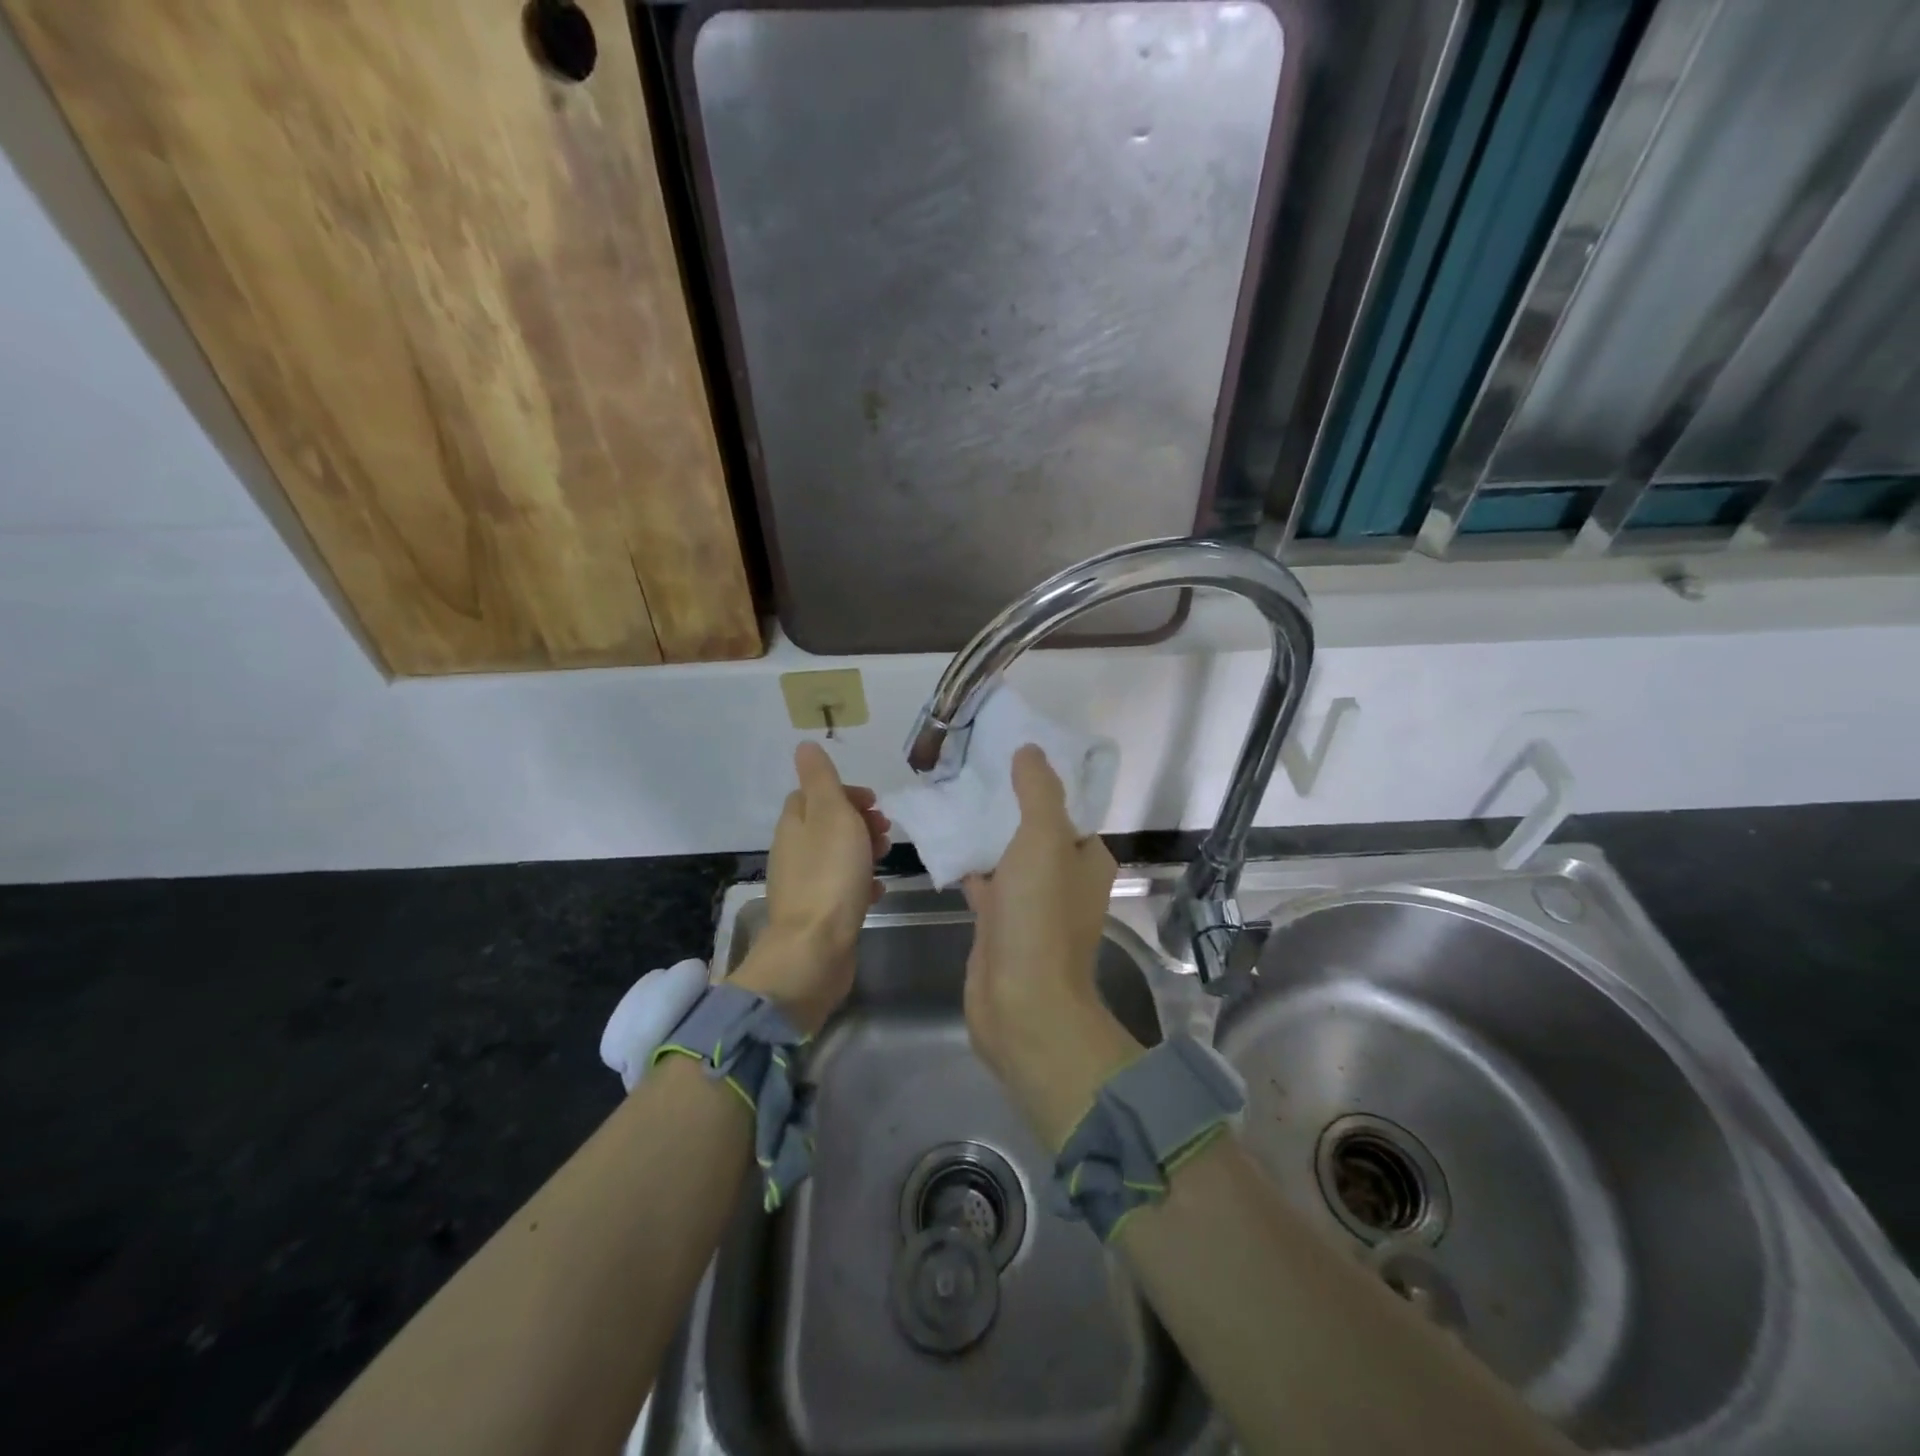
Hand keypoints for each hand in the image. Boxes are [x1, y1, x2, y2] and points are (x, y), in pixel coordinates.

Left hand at [732, 742, 888, 1033]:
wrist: (816, 949)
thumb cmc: (829, 875)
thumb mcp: (830, 815)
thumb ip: (821, 779)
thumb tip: (804, 745)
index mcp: (794, 825)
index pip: (812, 794)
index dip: (844, 792)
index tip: (874, 802)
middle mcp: (793, 852)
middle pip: (826, 824)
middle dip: (858, 821)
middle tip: (885, 830)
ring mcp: (804, 885)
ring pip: (836, 855)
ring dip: (862, 850)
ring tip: (886, 857)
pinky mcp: (818, 914)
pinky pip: (841, 888)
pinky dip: (860, 883)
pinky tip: (877, 891)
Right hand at [962, 745, 1140, 1148]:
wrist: (1021, 1003)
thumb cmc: (1040, 916)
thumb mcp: (1044, 839)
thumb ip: (1037, 791)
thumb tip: (1030, 749)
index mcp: (1087, 857)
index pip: (1069, 807)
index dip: (1042, 780)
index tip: (1009, 752)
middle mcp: (1064, 878)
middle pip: (1035, 829)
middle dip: (1007, 803)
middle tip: (971, 769)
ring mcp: (1031, 903)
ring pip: (1007, 856)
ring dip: (985, 832)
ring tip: (951, 795)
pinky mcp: (1000, 924)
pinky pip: (985, 882)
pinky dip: (967, 864)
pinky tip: (941, 842)